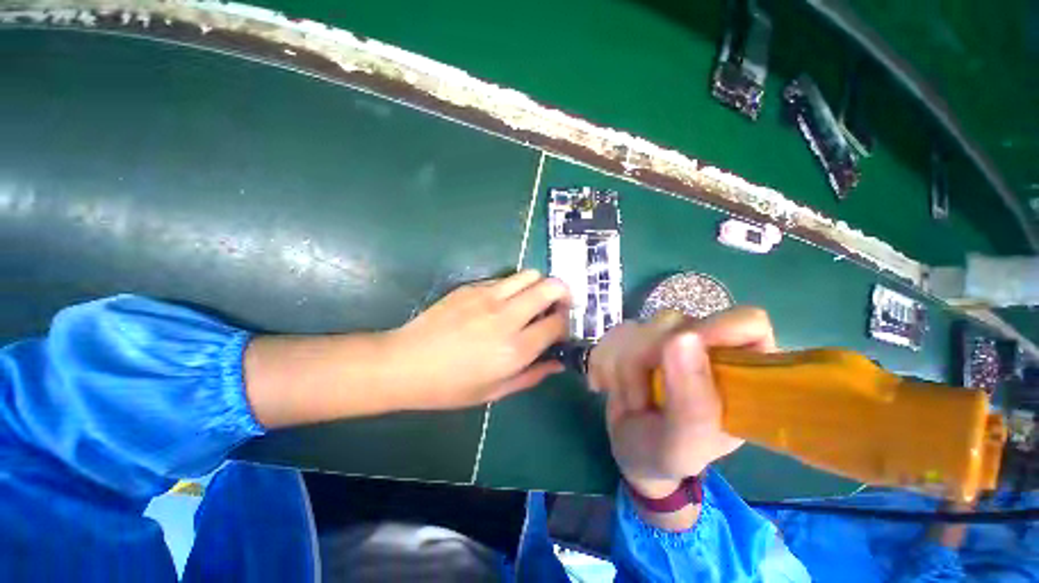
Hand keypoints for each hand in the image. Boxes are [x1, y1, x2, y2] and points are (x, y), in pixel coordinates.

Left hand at [384, 270, 570, 409]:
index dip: (566, 322)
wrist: (405, 363)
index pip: (558, 322)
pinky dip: (514, 287)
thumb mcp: (495, 391)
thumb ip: (532, 375)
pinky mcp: (472, 287)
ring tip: (532, 301)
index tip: (562, 327)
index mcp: (515, 349)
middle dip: (563, 293)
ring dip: (539, 285)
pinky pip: (505, 279)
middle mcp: (507, 317)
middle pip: (551, 287)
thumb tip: (557, 363)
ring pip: (530, 274)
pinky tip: (503, 302)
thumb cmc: (450, 386)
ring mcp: (488, 297)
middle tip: (557, 305)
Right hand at [589, 307, 775, 498]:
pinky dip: (603, 362)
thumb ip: (691, 401)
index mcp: (739, 371)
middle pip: (673, 323)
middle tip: (642, 402)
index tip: (681, 349)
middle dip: (645, 363)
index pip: (746, 322)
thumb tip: (682, 337)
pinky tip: (607, 385)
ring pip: (636, 328)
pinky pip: (612, 334)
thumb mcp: (685, 444)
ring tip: (631, 401)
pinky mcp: (636, 338)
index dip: (716, 328)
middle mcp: (705, 347)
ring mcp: (667, 339)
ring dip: (621, 370)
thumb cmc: (668, 456)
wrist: (630, 453)